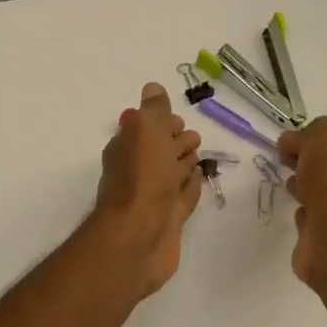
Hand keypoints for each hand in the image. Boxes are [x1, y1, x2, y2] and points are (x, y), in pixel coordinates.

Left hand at [91, 82, 203, 295]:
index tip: (178, 121)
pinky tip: (199, 180)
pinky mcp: (168, 221)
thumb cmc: (142, 179)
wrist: (139, 237)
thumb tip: (153, 88)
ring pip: (171, 174)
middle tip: (193, 138)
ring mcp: (153, 198)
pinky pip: (182, 198)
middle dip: (174, 142)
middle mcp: (136, 172)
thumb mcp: (146, 131)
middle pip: (158, 152)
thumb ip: (153, 110)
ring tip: (199, 156)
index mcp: (126, 149)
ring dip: (183, 163)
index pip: (143, 129)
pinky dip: (190, 187)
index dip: (160, 122)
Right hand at [278, 118, 326, 291]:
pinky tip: (298, 214)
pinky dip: (303, 215)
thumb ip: (309, 133)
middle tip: (285, 164)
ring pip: (317, 194)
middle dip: (305, 163)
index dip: (309, 140)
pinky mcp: (324, 238)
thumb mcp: (325, 136)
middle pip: (325, 167)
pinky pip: (310, 220)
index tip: (286, 146)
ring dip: (303, 188)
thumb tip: (291, 143)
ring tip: (290, 188)